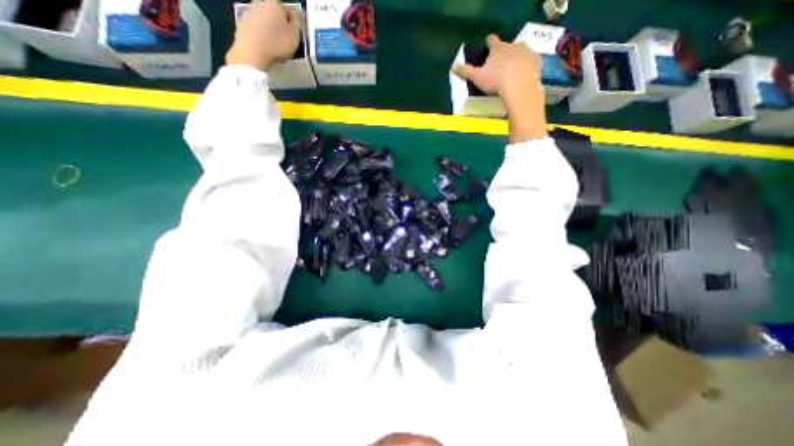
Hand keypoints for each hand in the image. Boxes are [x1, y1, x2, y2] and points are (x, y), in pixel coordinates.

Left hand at [229, 0, 305, 70]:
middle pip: (273, 13)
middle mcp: (259, 2)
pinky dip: (261, 35)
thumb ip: (296, 22)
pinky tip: (265, 47)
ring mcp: (248, 12)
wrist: (252, 53)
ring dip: (269, 29)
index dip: (291, 21)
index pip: (286, 9)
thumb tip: (294, 15)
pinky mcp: (242, 24)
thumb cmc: (277, 43)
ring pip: (264, 20)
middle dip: (279, 23)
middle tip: (285, 40)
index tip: (294, 33)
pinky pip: (256, 29)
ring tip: (275, 45)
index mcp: (274, 3)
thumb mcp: (294, 35)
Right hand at [453, 34, 546, 140]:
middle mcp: (513, 45)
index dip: (488, 44)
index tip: (487, 48)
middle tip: (498, 68)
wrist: (520, 87)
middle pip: (507, 46)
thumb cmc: (496, 81)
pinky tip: (523, 77)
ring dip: (516, 60)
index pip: (491, 40)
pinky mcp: (537, 61)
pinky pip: (531, 62)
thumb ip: (465, 72)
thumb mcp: (477, 78)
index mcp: (498, 48)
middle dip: (503, 54)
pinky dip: (527, 67)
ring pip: (520, 52)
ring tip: (511, 74)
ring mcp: (527, 52)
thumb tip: (453, 67)